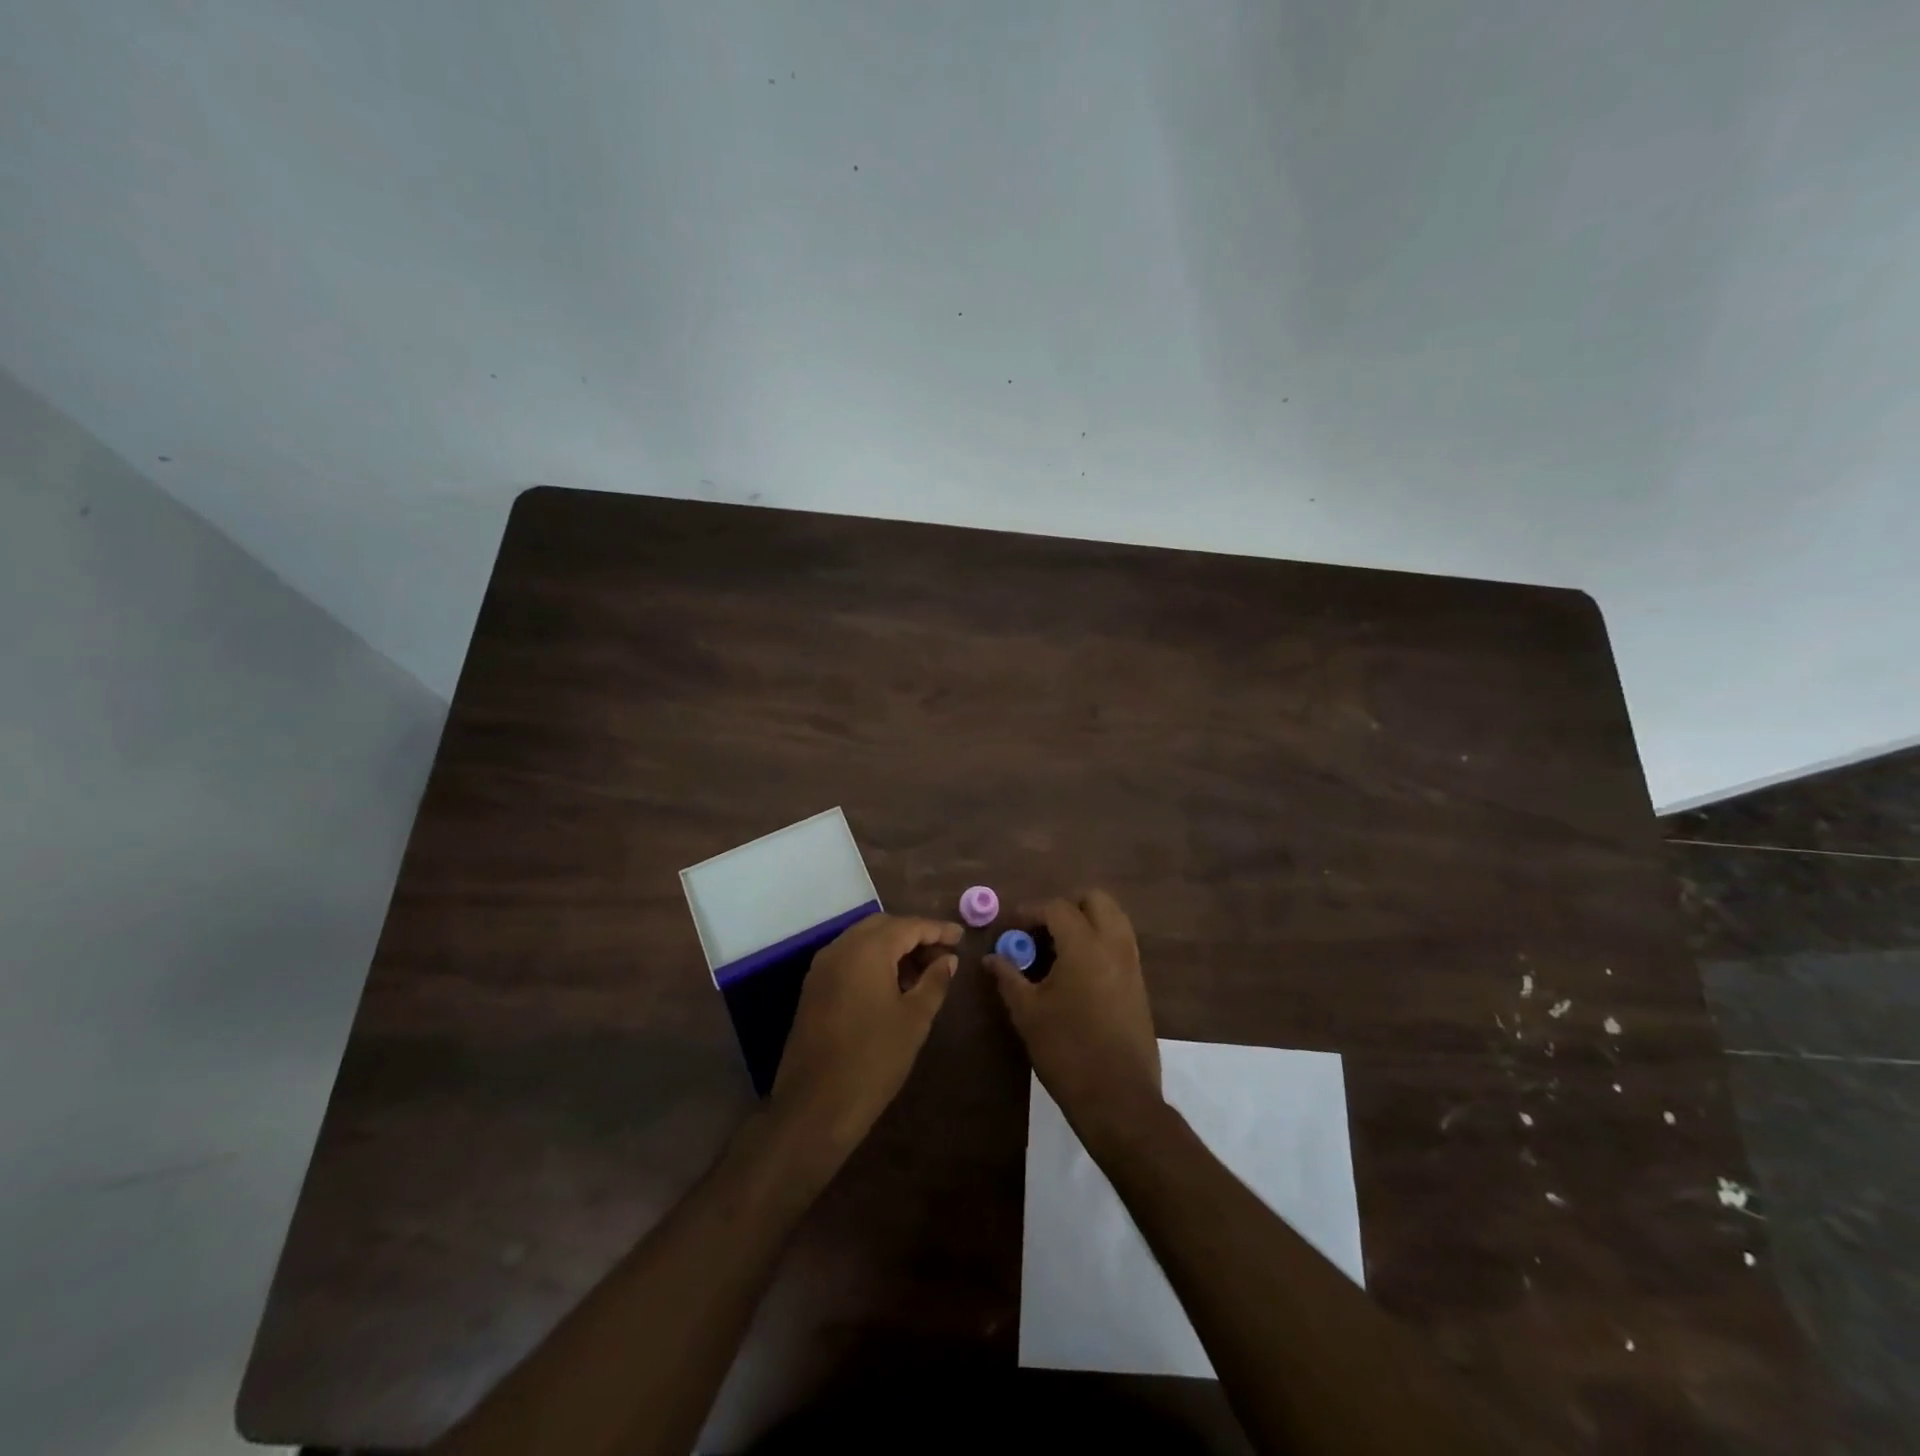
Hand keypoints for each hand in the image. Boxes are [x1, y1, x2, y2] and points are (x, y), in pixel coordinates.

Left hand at [771, 913, 961, 1156]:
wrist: (815, 1106)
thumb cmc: (873, 1059)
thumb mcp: (914, 1020)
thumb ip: (934, 982)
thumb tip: (948, 960)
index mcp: (867, 950)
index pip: (908, 926)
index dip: (937, 930)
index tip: (961, 937)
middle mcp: (841, 948)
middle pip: (883, 927)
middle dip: (914, 935)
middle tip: (942, 956)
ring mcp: (822, 967)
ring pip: (863, 941)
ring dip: (893, 948)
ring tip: (921, 973)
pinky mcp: (813, 987)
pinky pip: (848, 959)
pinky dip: (872, 961)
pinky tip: (892, 986)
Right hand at [986, 891, 1162, 1142]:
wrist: (1118, 1097)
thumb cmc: (1066, 1050)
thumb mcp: (1027, 1013)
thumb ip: (1009, 977)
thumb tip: (992, 958)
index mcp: (1084, 946)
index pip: (1057, 908)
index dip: (1031, 912)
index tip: (1012, 928)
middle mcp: (1114, 946)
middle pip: (1097, 900)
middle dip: (1067, 906)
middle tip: (1042, 931)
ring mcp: (1132, 965)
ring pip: (1114, 920)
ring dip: (1087, 922)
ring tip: (1059, 949)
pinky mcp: (1140, 985)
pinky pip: (1121, 945)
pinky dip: (1100, 943)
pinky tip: (1077, 972)